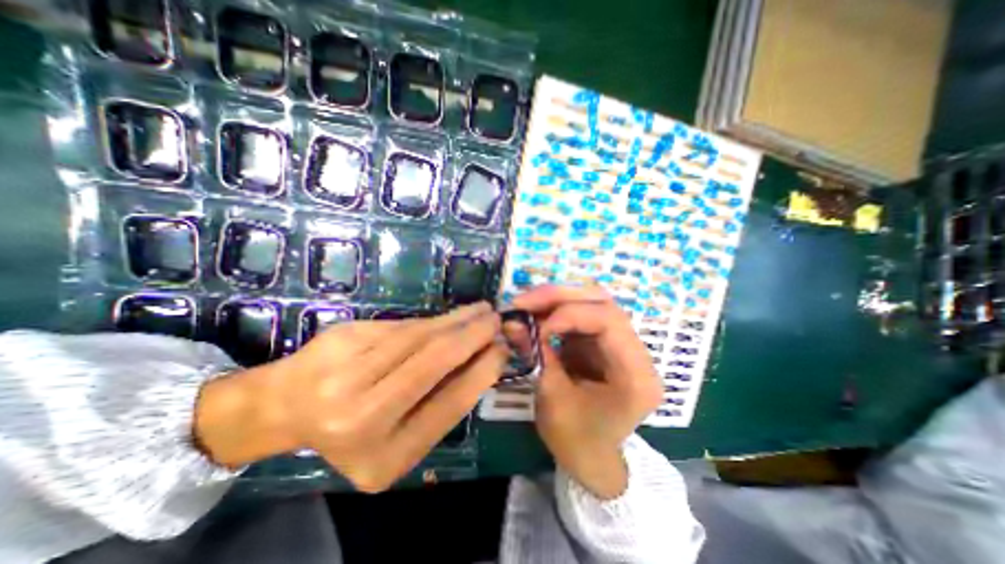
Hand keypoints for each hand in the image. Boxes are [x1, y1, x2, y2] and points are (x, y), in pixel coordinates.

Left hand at [191, 302, 506, 491]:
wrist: (286, 406)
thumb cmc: (352, 430)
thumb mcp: (401, 436)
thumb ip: (441, 403)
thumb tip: (484, 362)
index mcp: (383, 456)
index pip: (450, 404)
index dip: (482, 371)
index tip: (503, 349)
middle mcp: (361, 417)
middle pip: (435, 362)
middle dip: (474, 336)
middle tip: (497, 320)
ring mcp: (346, 373)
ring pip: (421, 336)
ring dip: (458, 320)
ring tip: (481, 310)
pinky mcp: (344, 337)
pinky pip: (403, 326)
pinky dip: (433, 319)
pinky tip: (451, 316)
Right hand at [514, 287, 664, 497]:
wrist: (591, 457)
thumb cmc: (577, 441)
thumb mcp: (553, 400)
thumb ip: (535, 355)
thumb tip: (509, 322)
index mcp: (636, 375)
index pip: (609, 321)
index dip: (570, 314)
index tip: (536, 325)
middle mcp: (636, 352)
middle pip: (603, 303)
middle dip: (559, 296)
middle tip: (524, 301)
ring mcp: (620, 342)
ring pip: (592, 302)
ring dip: (556, 299)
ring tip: (526, 305)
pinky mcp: (603, 341)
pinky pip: (581, 313)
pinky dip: (556, 309)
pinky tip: (536, 314)